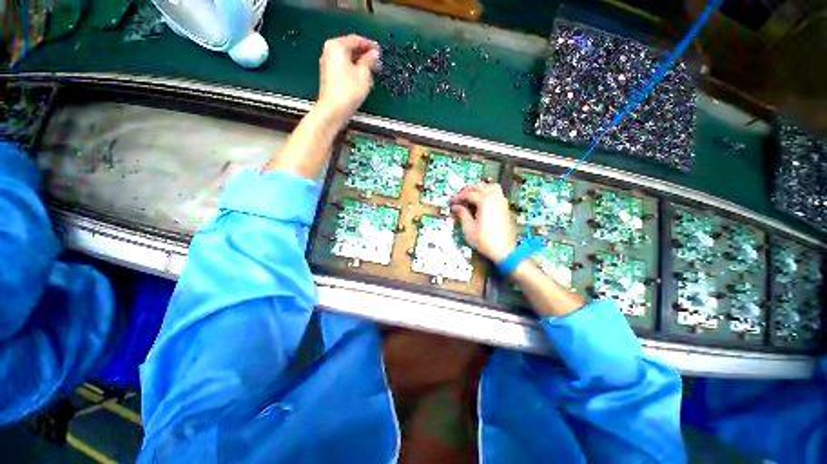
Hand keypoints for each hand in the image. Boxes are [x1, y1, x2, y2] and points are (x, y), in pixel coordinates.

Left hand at [316, 34, 380, 121]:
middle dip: (364, 55)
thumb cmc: (349, 91)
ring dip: (360, 63)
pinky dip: (353, 69)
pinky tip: (362, 78)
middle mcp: (330, 51)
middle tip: (377, 62)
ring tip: (372, 71)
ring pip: (347, 58)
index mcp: (337, 46)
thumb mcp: (364, 74)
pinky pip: (343, 67)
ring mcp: (327, 63)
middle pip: (350, 48)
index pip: (357, 40)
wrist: (333, 110)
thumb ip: (369, 61)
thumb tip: (374, 54)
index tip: (380, 51)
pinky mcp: (329, 75)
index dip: (370, 45)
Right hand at [449, 182, 516, 262]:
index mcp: (485, 200)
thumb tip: (455, 206)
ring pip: (489, 186)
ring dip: (478, 189)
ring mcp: (501, 200)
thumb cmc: (484, 239)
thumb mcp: (469, 228)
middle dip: (467, 191)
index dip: (458, 197)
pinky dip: (487, 192)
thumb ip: (462, 213)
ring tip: (470, 197)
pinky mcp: (505, 206)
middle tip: (458, 199)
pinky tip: (480, 202)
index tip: (450, 202)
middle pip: (479, 186)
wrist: (505, 250)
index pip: (468, 194)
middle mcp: (494, 196)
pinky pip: (496, 192)